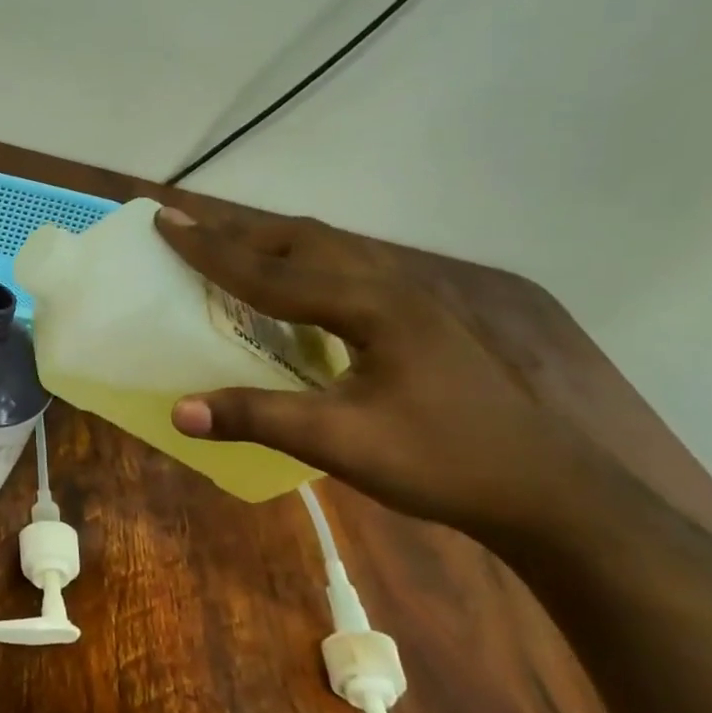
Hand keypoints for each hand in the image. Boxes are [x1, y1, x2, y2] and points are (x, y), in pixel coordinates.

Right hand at [154, 204, 625, 547]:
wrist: (544, 491)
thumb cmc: (441, 462)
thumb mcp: (341, 443)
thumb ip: (258, 418)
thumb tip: (178, 411)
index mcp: (371, 307)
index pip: (272, 271)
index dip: (212, 249)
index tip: (166, 221)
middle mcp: (390, 288)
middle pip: (304, 240)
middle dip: (241, 232)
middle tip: (190, 230)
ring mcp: (410, 303)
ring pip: (329, 252)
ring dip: (273, 245)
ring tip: (230, 250)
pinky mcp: (417, 323)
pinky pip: (344, 274)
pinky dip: (300, 269)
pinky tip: (290, 295)